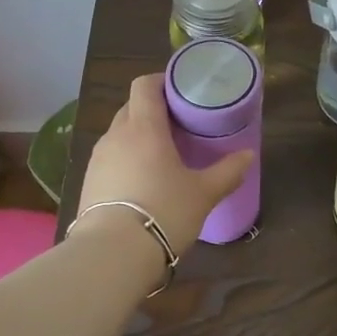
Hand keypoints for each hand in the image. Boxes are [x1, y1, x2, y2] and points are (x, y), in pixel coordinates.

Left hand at [76, 74, 253, 256]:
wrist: (112, 254)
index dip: (161, 81)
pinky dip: (126, 159)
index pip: (144, 85)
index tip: (181, 91)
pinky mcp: (88, 182)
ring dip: (138, 136)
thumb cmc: (164, 212)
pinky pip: (110, 158)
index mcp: (144, 127)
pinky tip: (141, 180)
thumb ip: (228, 171)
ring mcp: (98, 159)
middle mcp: (116, 135)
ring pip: (119, 133)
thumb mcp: (203, 193)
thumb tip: (248, 155)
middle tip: (179, 124)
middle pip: (131, 107)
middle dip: (153, 110)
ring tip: (161, 154)